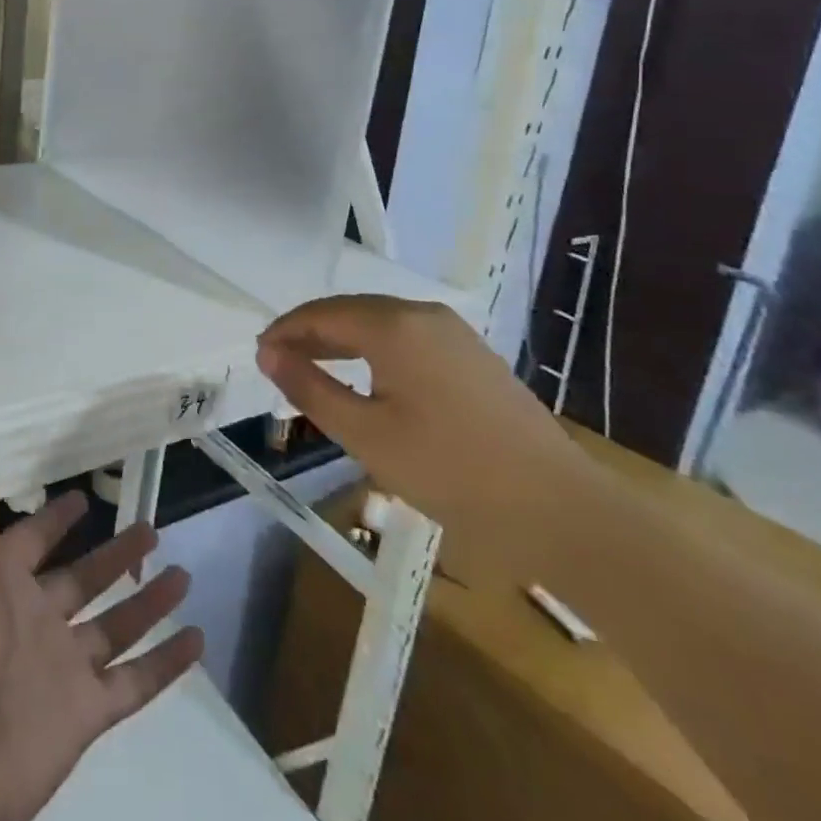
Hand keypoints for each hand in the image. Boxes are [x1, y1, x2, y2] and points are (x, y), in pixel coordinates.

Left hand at [0, 441, 203, 820]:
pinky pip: (134, 680)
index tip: (82, 497)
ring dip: (146, 601)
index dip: (55, 519)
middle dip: (114, 555)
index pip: (33, 540)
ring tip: (181, 573)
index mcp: (2, 585)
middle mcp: (35, 620)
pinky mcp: (84, 714)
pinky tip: (195, 638)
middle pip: (83, 579)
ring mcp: (62, 668)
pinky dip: (164, 661)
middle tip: (149, 528)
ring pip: (114, 625)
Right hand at [257, 296, 599, 587]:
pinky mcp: (472, 355)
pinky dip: (373, 350)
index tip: (258, 355)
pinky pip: (406, 338)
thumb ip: (310, 387)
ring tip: (312, 369)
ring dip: (341, 341)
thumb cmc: (451, 472)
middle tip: (278, 363)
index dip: (285, 331)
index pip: (321, 314)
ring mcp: (453, 333)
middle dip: (310, 333)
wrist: (561, 510)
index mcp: (394, 325)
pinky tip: (365, 378)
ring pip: (379, 323)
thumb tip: (267, 354)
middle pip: (350, 311)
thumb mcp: (365, 434)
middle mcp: (423, 315)